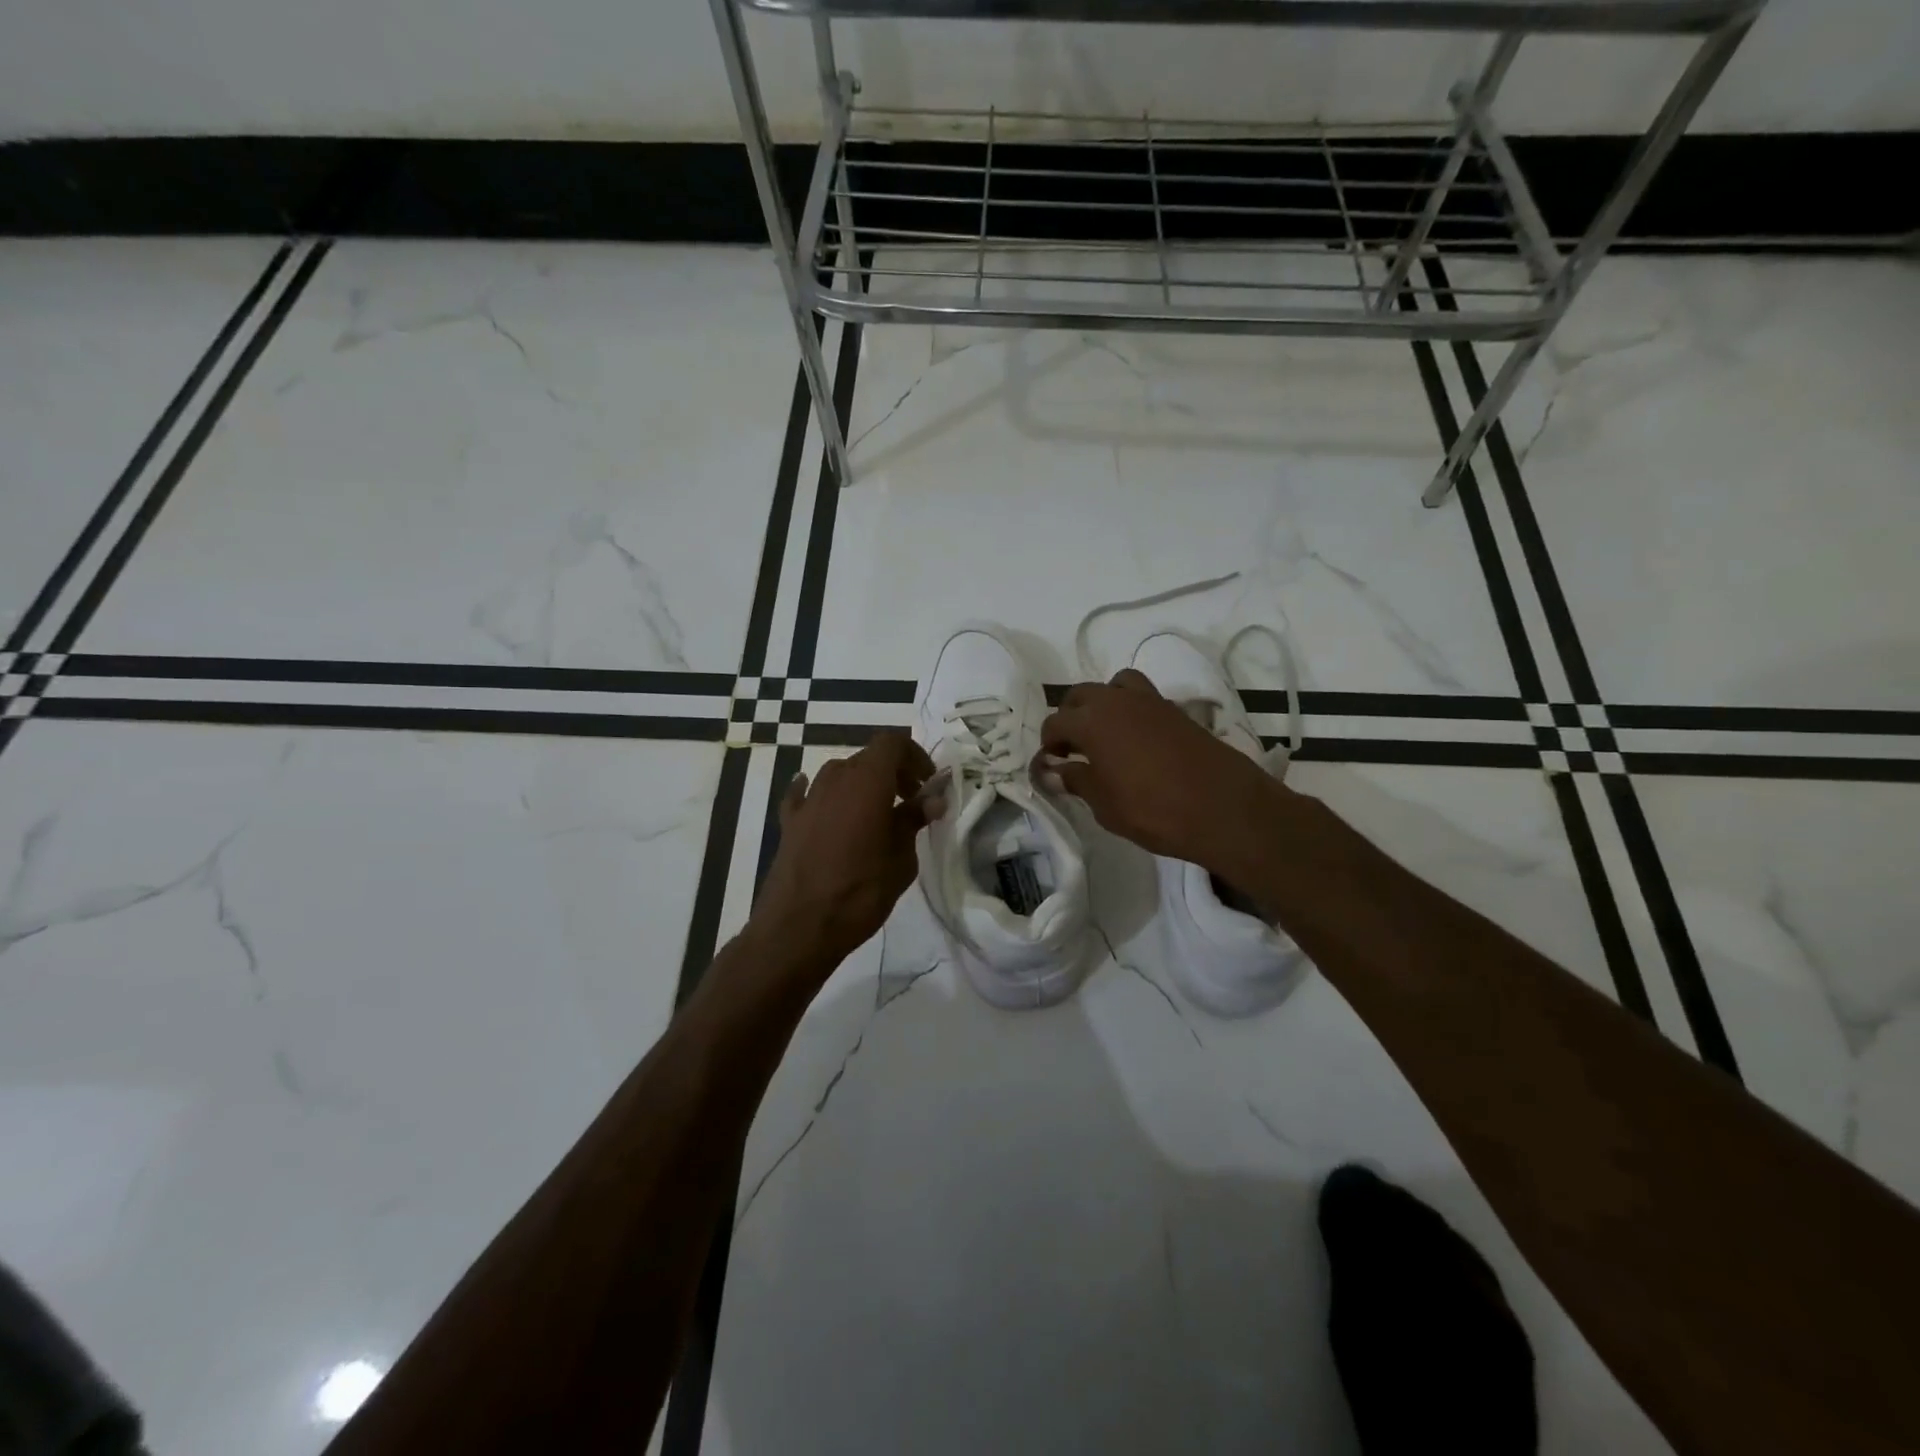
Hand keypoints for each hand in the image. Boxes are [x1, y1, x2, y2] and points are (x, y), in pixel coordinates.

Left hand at [751, 731, 936, 972]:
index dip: (914, 755)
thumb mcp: (901, 859)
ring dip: (861, 784)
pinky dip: (820, 794)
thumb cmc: (860, 892)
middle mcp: (835, 780)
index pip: (892, 743)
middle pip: (867, 758)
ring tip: (877, 813)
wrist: (798, 928)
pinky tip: (823, 803)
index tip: (928, 783)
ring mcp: (808, 800)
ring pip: (839, 774)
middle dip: (893, 772)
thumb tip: (932, 799)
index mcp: (867, 782)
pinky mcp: (789, 822)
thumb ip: (913, 821)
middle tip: (912, 802)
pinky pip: (805, 794)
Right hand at [1040, 669, 1282, 871]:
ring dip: (1101, 704)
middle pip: (1081, 695)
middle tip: (1072, 749)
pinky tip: (1135, 741)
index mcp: (1092, 721)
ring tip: (1104, 735)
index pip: (1055, 723)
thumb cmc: (1154, 810)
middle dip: (1070, 717)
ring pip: (1114, 686)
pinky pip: (1142, 697)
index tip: (1050, 765)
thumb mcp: (1105, 805)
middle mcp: (1117, 701)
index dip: (1048, 744)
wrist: (1225, 809)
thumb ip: (1077, 781)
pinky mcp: (1176, 711)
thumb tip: (1053, 772)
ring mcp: (1150, 701)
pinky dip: (1129, 710)